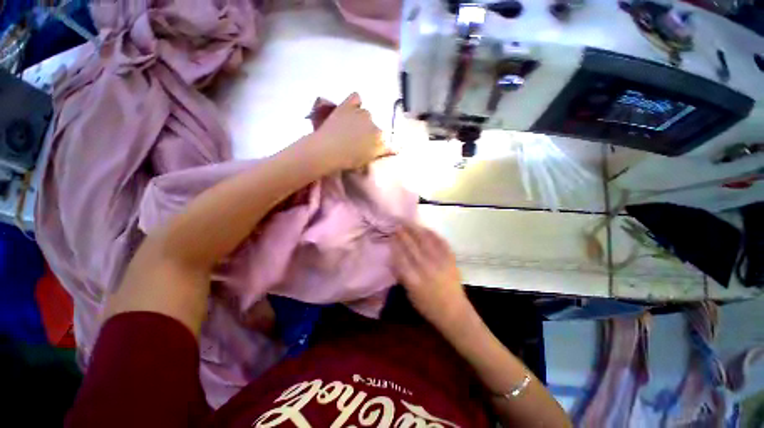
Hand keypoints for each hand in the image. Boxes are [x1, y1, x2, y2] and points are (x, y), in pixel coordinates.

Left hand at [313, 93, 390, 170]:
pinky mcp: (348, 106)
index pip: (385, 140)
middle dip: (368, 133)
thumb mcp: (367, 160)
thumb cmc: (347, 160)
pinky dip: (355, 102)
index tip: (372, 147)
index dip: (378, 144)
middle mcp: (374, 125)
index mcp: (380, 140)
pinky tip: (350, 108)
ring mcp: (361, 114)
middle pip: (375, 127)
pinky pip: (356, 97)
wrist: (327, 151)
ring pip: (366, 113)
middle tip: (356, 140)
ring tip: (349, 127)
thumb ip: (381, 152)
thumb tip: (396, 149)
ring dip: (361, 119)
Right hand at [392, 224, 469, 327]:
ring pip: (425, 240)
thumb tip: (392, 257)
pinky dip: (431, 233)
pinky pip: (440, 242)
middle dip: (403, 234)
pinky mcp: (450, 259)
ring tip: (408, 222)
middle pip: (411, 246)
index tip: (391, 236)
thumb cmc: (427, 305)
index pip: (400, 257)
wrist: (453, 311)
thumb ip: (401, 274)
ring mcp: (440, 262)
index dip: (395, 244)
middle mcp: (426, 268)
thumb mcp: (409, 293)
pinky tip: (424, 228)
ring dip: (415, 230)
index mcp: (413, 280)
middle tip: (397, 225)